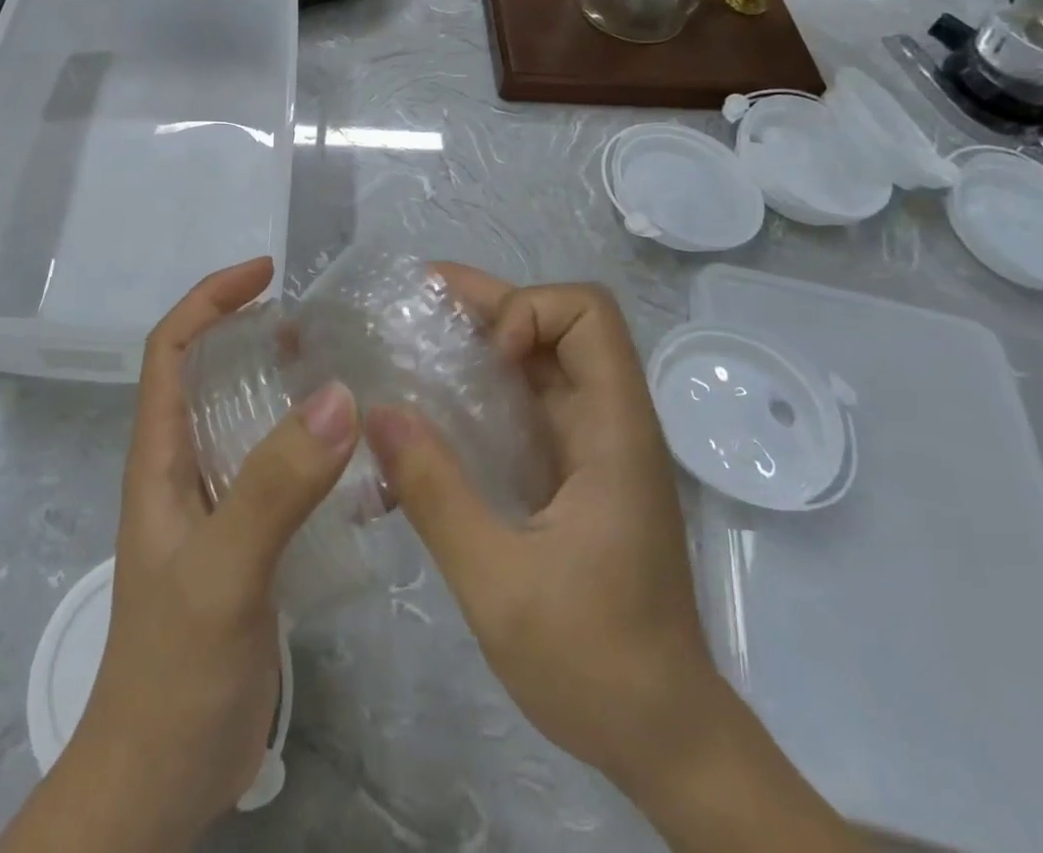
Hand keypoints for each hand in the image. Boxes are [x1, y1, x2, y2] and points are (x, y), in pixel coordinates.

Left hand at [61, 258, 358, 849]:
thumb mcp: (224, 570)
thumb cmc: (173, 669)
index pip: (171, 348)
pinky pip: (276, 471)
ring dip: (286, 387)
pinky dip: (310, 448)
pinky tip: (356, 459)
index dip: (211, 298)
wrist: (159, 778)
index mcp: (160, 456)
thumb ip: (274, 486)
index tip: (267, 273)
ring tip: (345, 372)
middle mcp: (183, 468)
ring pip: (246, 420)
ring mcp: (214, 506)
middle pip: (210, 373)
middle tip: (321, 324)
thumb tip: (337, 394)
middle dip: (255, 332)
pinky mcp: (244, 541)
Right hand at [365, 269, 863, 851]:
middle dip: (487, 305)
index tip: (484, 357)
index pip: (589, 315)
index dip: (530, 312)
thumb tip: (378, 411)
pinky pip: (524, 407)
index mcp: (613, 432)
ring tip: (409, 343)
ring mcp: (589, 448)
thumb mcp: (499, 583)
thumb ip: (437, 494)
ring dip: (477, 344)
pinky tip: (428, 415)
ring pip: (537, 362)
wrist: (664, 740)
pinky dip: (478, 393)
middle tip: (415, 303)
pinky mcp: (570, 474)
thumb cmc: (596, 662)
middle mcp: (606, 423)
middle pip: (556, 325)